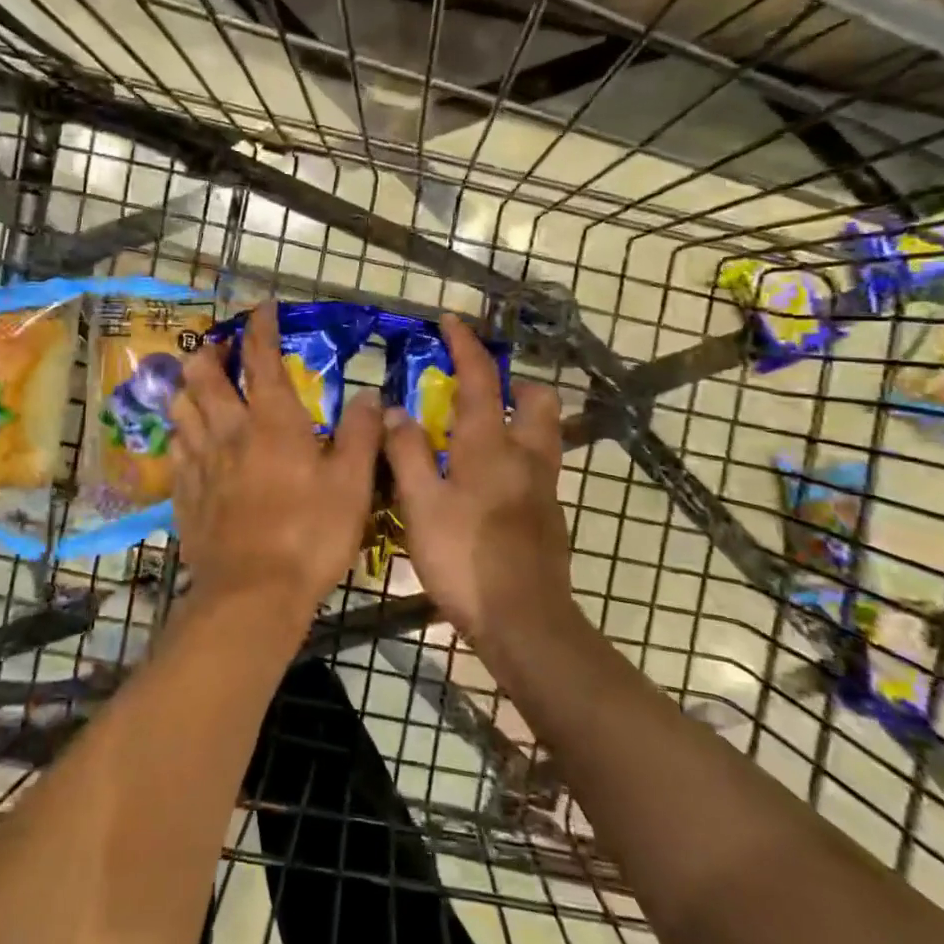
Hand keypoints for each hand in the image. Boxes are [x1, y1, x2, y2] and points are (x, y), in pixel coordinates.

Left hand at [170, 302, 381, 620]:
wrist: (252, 593)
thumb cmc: (310, 534)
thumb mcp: (352, 484)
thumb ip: (361, 435)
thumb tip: (370, 396)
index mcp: (272, 422)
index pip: (262, 360)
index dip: (260, 328)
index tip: (261, 308)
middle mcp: (229, 431)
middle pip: (204, 376)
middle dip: (210, 352)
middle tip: (219, 346)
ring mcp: (200, 462)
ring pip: (181, 408)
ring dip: (187, 387)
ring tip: (197, 384)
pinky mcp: (184, 494)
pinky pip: (176, 449)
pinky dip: (182, 433)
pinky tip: (188, 440)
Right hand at [383, 315, 572, 642]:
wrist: (524, 622)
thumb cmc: (465, 557)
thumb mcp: (421, 503)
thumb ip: (407, 452)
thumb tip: (395, 411)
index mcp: (492, 445)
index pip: (481, 380)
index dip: (465, 346)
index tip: (451, 321)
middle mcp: (526, 456)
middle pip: (538, 400)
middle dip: (514, 383)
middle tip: (478, 392)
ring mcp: (544, 487)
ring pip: (542, 433)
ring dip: (518, 418)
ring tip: (478, 433)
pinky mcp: (548, 516)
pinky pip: (536, 466)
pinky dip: (515, 454)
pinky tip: (484, 482)